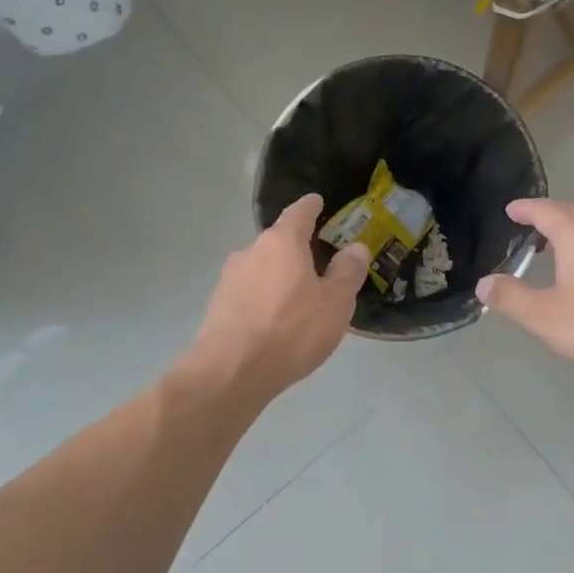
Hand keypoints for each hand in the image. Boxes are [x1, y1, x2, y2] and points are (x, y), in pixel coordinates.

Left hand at [186, 195, 370, 398]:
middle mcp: (251, 251)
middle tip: (318, 264)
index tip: (317, 201)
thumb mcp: (335, 303)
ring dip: (279, 277)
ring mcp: (230, 278)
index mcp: (282, 242)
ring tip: (297, 299)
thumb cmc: (292, 330)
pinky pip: (249, 293)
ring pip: (261, 268)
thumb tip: (355, 247)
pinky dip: (263, 299)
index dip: (311, 207)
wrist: (231, 371)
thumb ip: (347, 272)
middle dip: (297, 250)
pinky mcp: (218, 305)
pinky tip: (274, 321)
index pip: (298, 213)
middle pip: (278, 242)